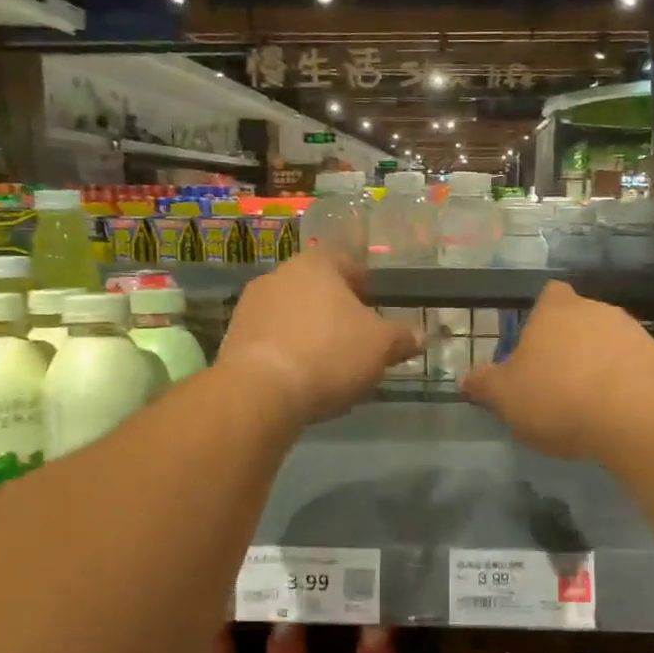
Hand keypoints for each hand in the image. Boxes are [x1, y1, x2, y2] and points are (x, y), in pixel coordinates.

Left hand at [216, 250, 419, 424]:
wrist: (261, 392)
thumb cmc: (329, 353)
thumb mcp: (380, 346)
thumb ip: (402, 337)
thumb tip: (420, 336)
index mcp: (315, 264)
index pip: (345, 261)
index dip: (365, 283)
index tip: (377, 306)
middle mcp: (278, 275)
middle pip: (316, 288)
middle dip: (337, 311)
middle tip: (358, 338)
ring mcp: (250, 307)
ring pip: (292, 314)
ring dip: (311, 332)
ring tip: (331, 365)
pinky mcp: (233, 339)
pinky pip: (272, 340)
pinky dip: (289, 353)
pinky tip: (302, 379)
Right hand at [462, 282, 653, 458]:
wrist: (635, 419)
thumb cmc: (558, 398)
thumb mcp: (505, 397)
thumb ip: (484, 385)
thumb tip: (468, 379)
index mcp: (555, 310)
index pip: (549, 294)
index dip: (541, 316)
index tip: (534, 346)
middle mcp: (595, 309)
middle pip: (578, 318)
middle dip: (568, 343)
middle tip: (554, 380)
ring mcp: (631, 331)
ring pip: (606, 341)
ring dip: (596, 362)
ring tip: (586, 400)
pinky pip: (630, 364)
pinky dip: (621, 380)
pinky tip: (614, 410)